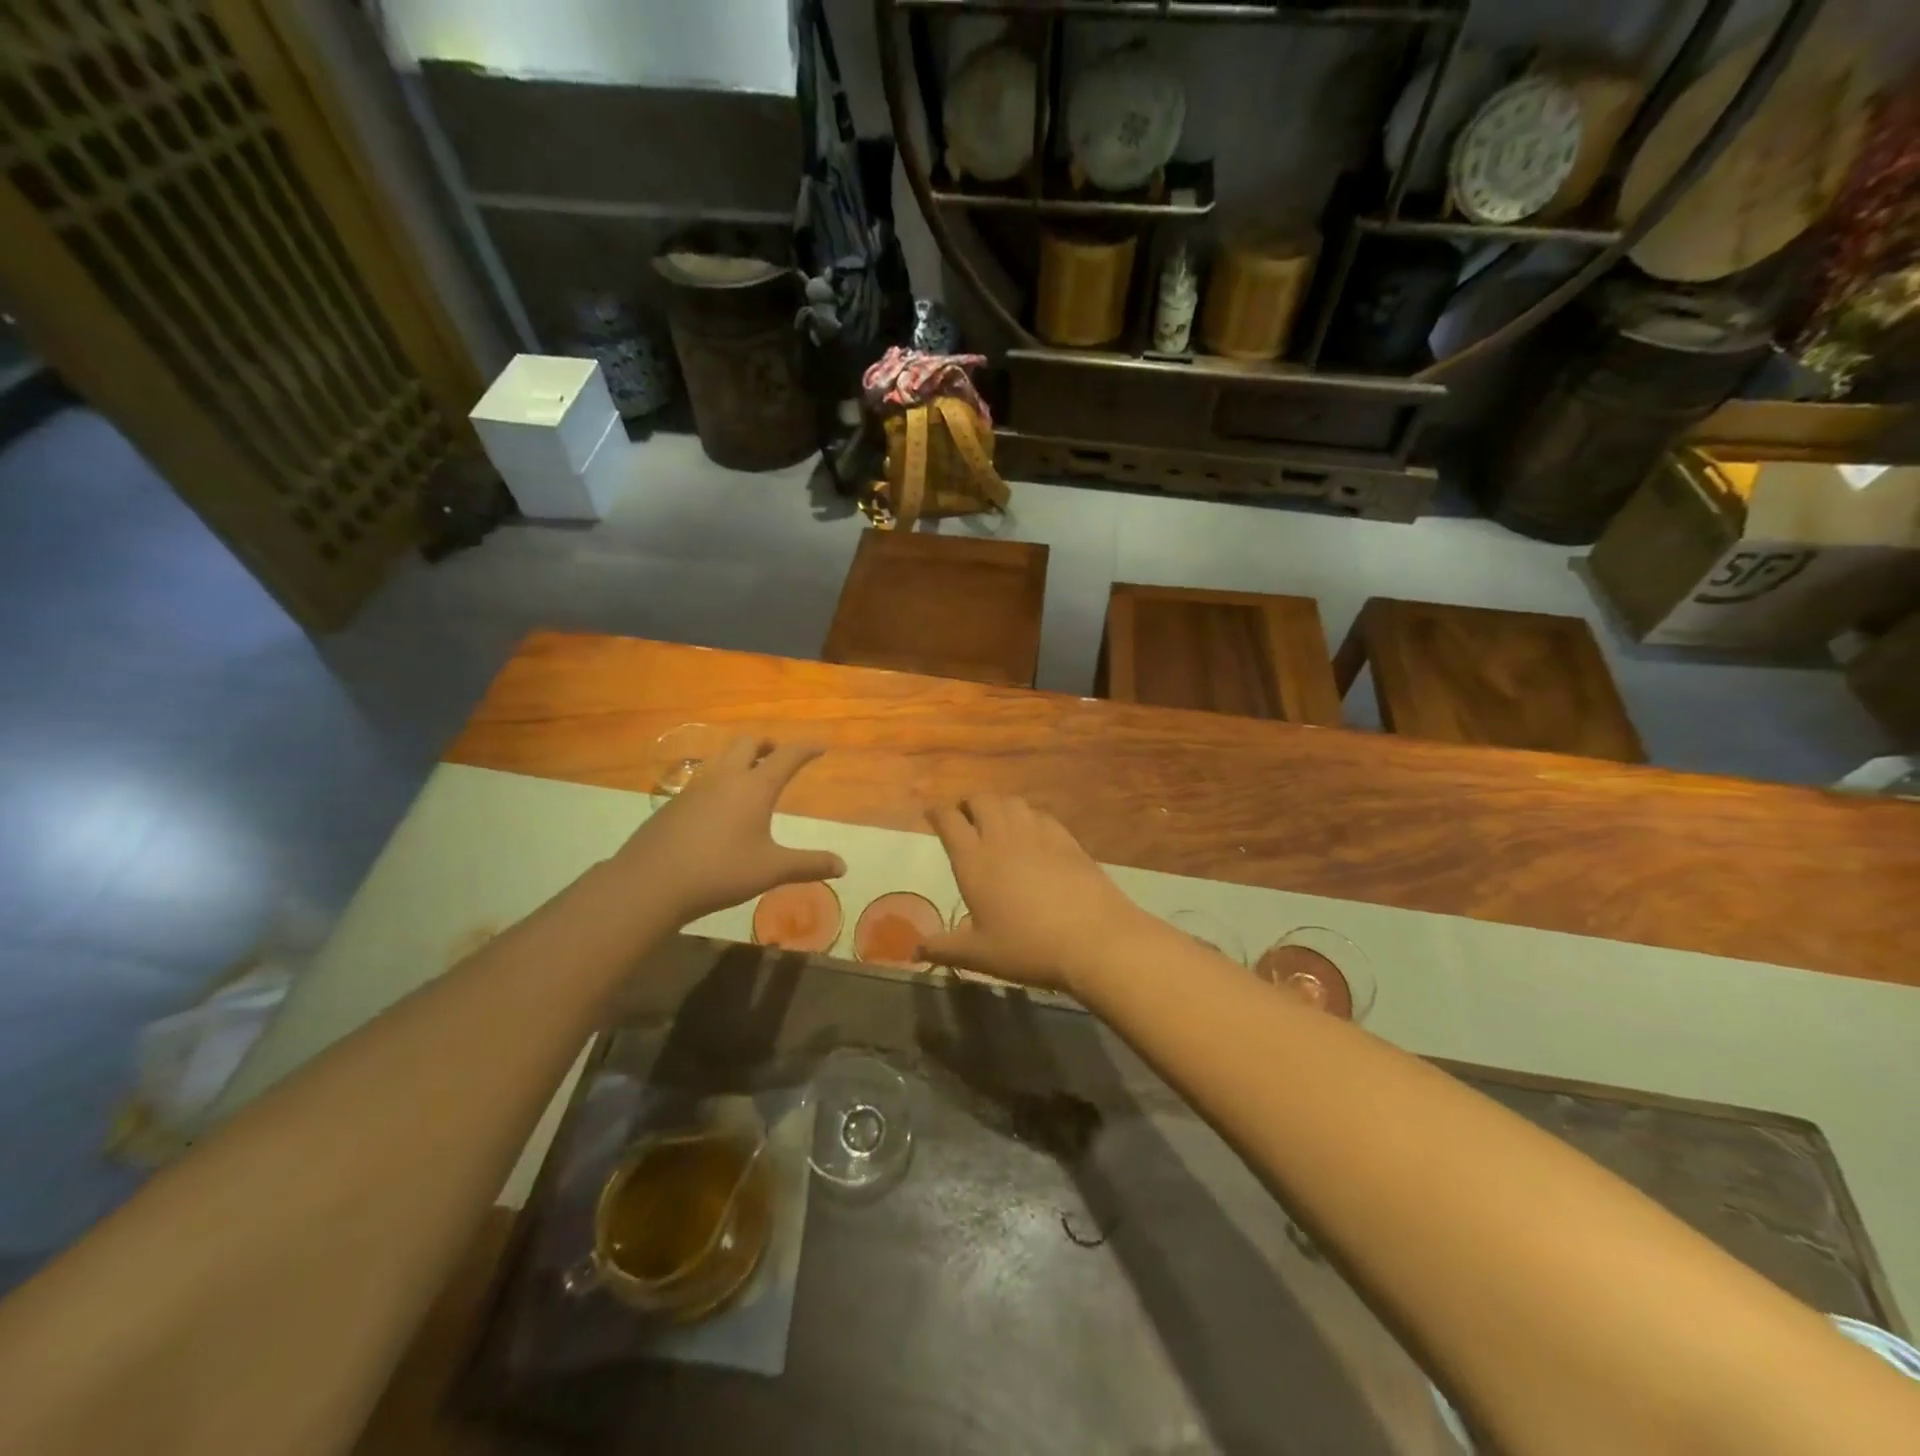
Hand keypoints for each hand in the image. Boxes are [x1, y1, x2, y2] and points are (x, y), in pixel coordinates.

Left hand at [615, 739, 844, 924]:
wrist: (650, 883)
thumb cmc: (720, 871)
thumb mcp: (771, 870)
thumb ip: (808, 865)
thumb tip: (843, 866)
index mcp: (754, 787)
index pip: (786, 756)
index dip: (806, 748)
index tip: (820, 746)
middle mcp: (725, 778)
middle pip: (747, 744)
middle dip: (767, 745)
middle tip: (778, 755)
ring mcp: (695, 789)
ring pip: (722, 760)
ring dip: (741, 760)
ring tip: (750, 780)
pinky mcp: (674, 804)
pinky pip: (703, 781)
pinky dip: (720, 782)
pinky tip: (718, 810)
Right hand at [919, 796, 1153, 996]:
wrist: (1094, 938)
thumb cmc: (1028, 947)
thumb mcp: (979, 955)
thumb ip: (944, 948)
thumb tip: (915, 951)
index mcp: (974, 860)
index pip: (949, 821)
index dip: (937, 814)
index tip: (932, 816)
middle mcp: (1002, 837)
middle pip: (981, 800)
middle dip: (969, 804)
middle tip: (965, 819)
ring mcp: (1037, 834)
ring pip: (1012, 802)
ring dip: (998, 806)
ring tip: (996, 822)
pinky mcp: (1066, 839)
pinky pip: (1040, 815)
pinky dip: (1028, 816)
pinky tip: (1032, 834)